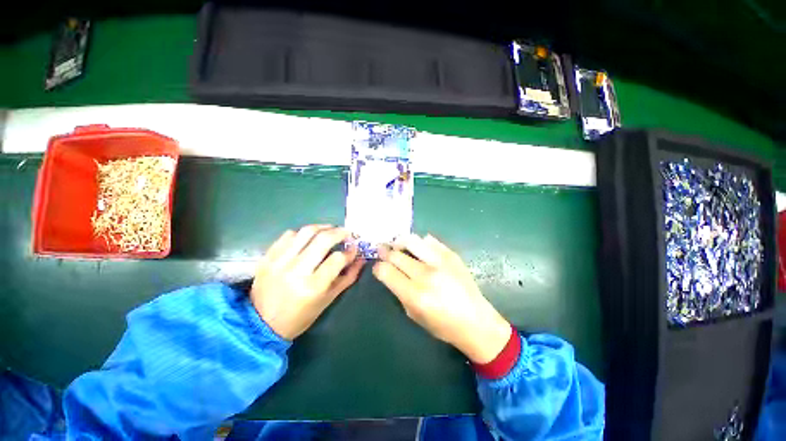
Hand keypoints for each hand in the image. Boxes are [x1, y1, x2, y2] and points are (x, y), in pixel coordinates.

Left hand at [250, 225, 363, 339]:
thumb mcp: (328, 299)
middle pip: (323, 239)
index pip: (337, 259)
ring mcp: (279, 262)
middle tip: (347, 233)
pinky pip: (288, 235)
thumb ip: (348, 277)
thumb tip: (360, 258)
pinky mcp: (267, 257)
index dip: (350, 251)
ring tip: (331, 229)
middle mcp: (296, 271)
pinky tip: (309, 238)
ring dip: (323, 227)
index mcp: (313, 286)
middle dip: (340, 233)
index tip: (354, 249)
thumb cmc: (301, 316)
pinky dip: (302, 234)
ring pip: (306, 232)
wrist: (261, 324)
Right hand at [373, 234, 510, 363]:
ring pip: (411, 240)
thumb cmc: (443, 325)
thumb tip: (390, 273)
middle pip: (396, 254)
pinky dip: (420, 243)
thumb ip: (399, 292)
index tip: (378, 267)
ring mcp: (440, 262)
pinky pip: (429, 240)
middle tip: (382, 250)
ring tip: (398, 246)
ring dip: (400, 242)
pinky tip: (420, 250)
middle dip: (385, 252)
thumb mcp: (414, 315)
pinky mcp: (451, 255)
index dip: (378, 267)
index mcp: (415, 295)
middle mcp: (426, 275)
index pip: (386, 271)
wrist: (476, 321)